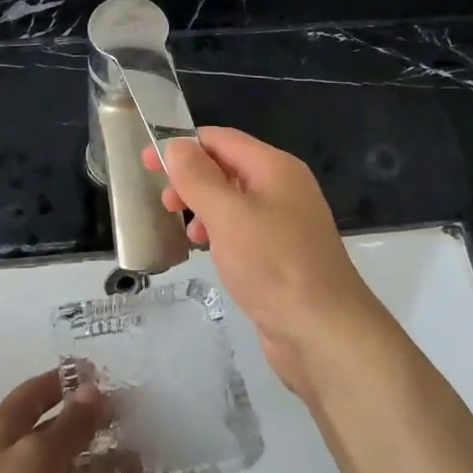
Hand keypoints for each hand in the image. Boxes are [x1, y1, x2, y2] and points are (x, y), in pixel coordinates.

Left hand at [0, 370, 147, 472]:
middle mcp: (20, 462)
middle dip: (100, 424)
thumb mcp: (39, 454)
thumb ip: (72, 423)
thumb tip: (94, 391)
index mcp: (4, 432)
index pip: (37, 394)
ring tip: (153, 450)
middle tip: (142, 413)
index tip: (102, 371)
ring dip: (114, 464)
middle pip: (65, 434)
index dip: (66, 380)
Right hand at [144, 127, 386, 399]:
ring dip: (203, 207)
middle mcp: (283, 188)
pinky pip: (243, 229)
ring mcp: (285, 222)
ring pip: (233, 201)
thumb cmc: (274, 265)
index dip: (183, 146)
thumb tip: (177, 146)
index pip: (222, 139)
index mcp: (275, 168)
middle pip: (228, 168)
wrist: (324, 332)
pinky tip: (207, 251)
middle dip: (192, 179)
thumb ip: (199, 178)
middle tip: (163, 202)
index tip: (147, 161)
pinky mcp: (281, 254)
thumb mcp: (228, 216)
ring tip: (184, 231)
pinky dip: (219, 232)